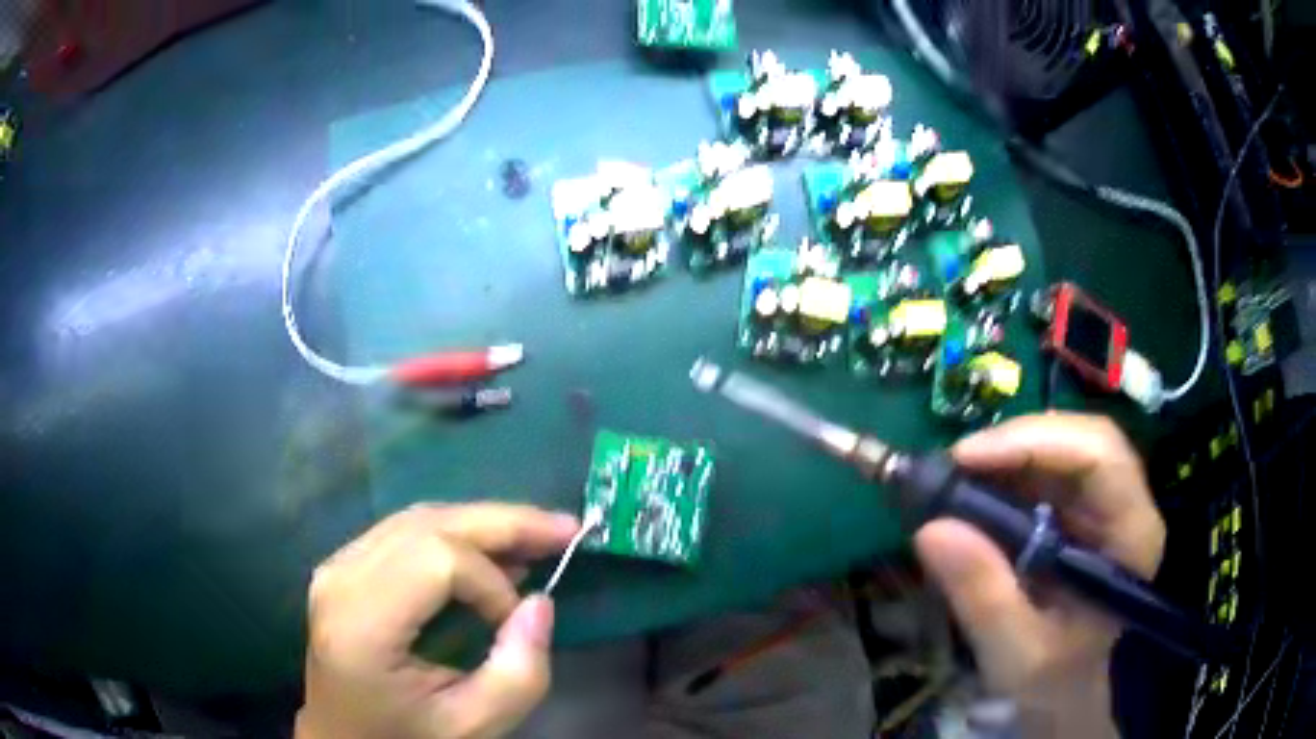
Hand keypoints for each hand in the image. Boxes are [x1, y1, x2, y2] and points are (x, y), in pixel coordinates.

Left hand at [296, 503, 580, 738]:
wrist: (345, 736)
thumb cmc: (405, 737)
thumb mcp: (473, 726)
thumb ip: (519, 673)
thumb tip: (540, 602)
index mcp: (361, 624)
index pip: (435, 560)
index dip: (490, 582)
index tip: (515, 623)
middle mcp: (341, 578)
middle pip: (428, 524)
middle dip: (503, 523)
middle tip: (564, 528)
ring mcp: (338, 565)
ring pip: (419, 518)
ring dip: (483, 523)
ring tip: (537, 536)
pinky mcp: (345, 565)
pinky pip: (407, 531)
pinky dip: (456, 533)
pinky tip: (492, 548)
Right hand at [914, 413, 1164, 737]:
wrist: (1065, 685)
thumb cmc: (1052, 676)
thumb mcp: (1015, 652)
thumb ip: (983, 597)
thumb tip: (931, 529)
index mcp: (1132, 535)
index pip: (1101, 458)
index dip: (1038, 443)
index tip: (968, 459)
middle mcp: (1127, 503)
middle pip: (1083, 439)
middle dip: (1018, 442)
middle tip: (955, 464)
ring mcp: (1105, 500)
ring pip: (1064, 443)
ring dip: (1009, 452)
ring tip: (957, 476)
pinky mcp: (1081, 504)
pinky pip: (1047, 465)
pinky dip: (1007, 467)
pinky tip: (975, 486)